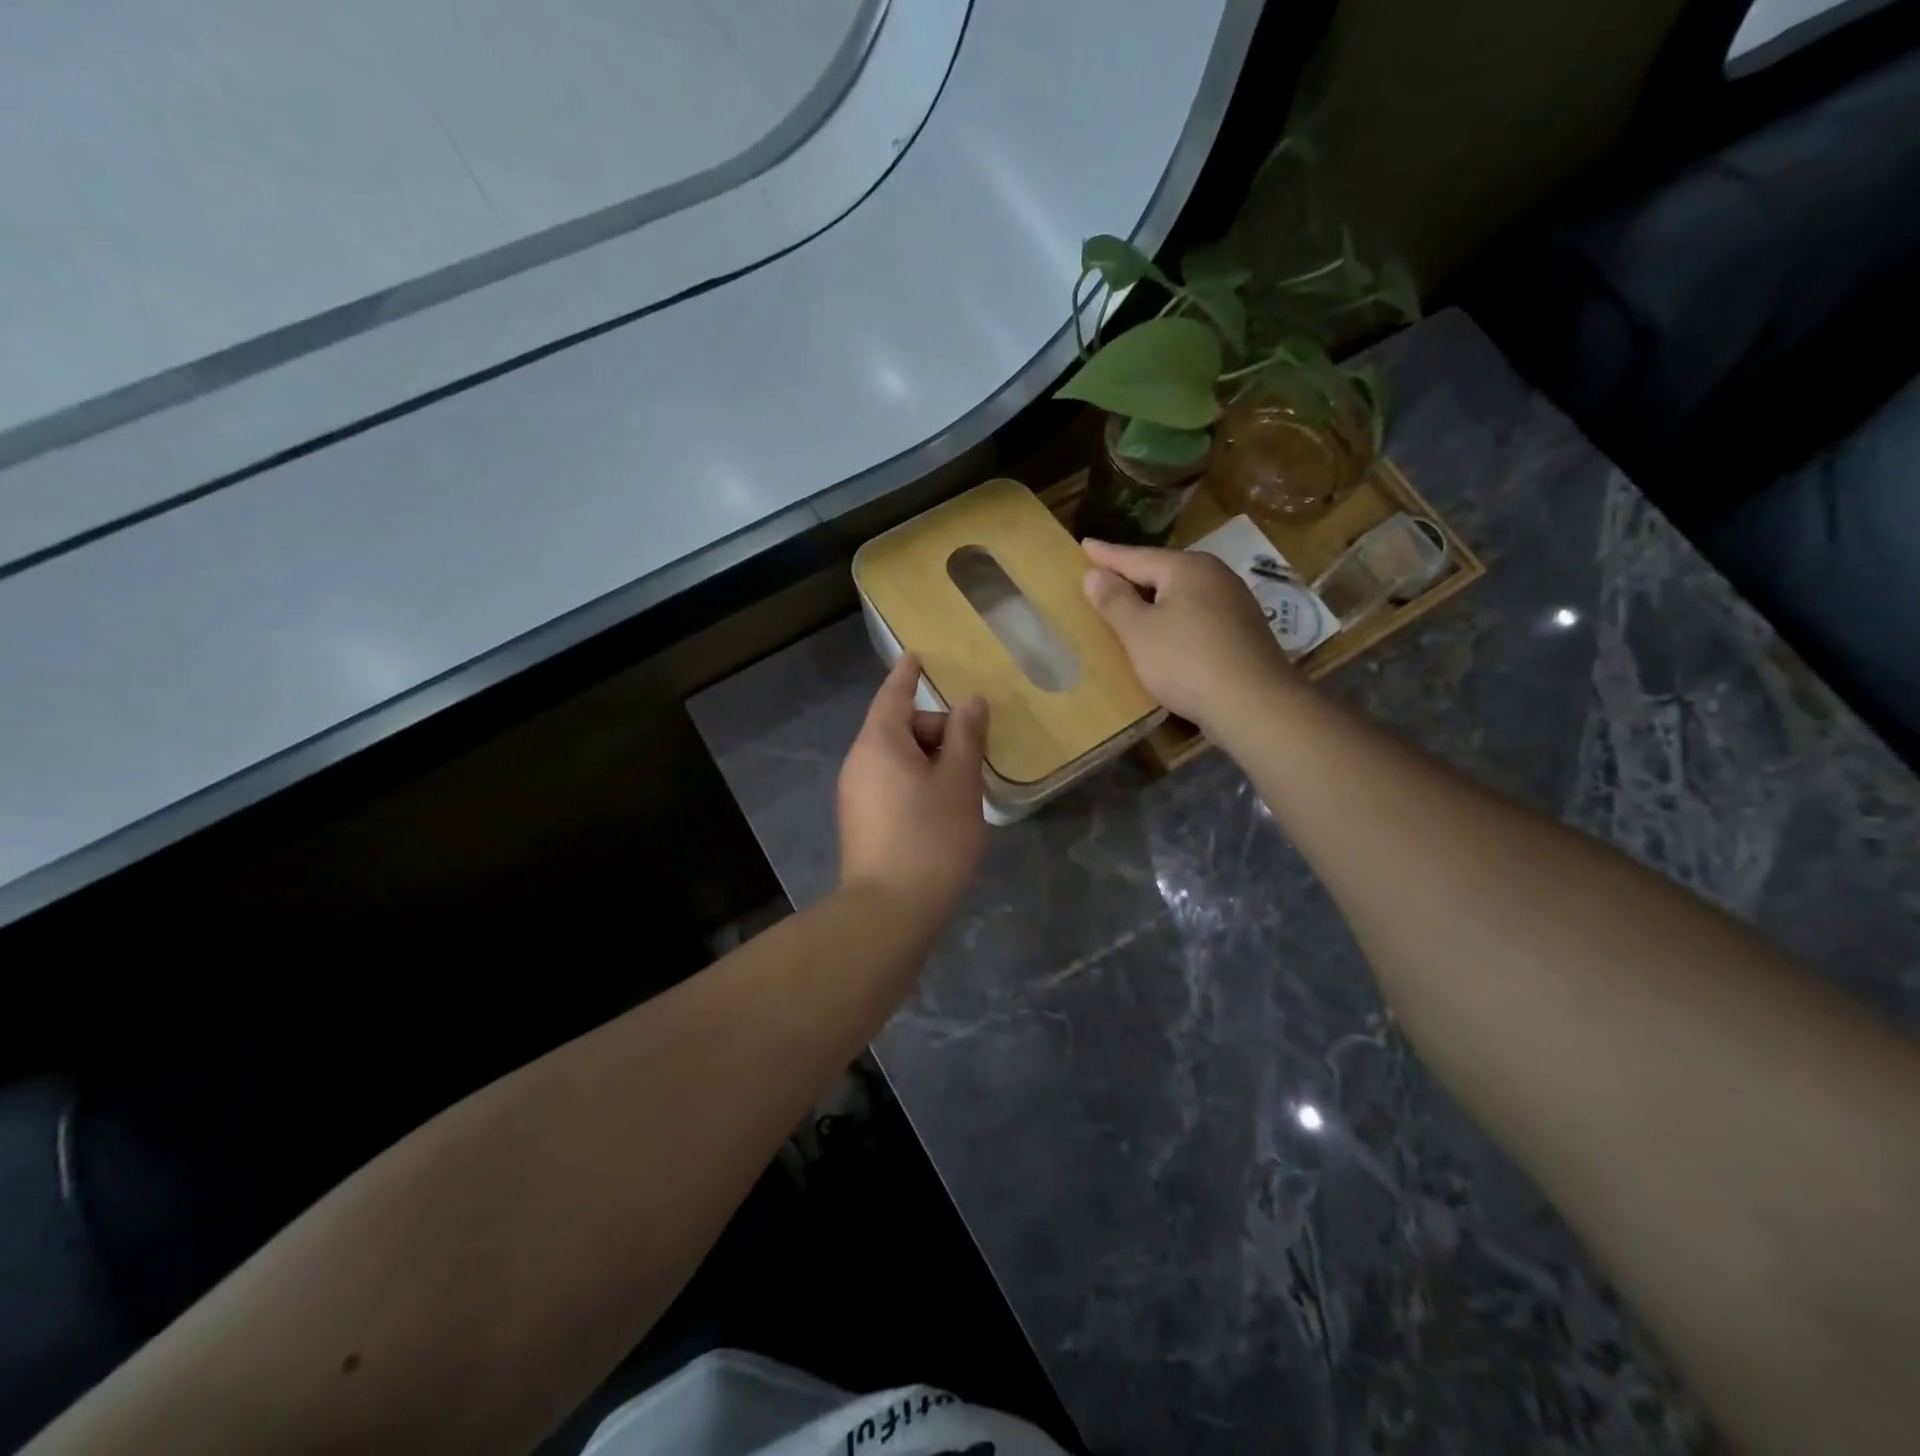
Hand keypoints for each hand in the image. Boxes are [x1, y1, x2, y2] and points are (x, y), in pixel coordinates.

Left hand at [837, 654, 989, 929]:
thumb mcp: (958, 782)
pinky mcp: (861, 822)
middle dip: (936, 730)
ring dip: (930, 760)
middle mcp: (859, 762)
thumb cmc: (930, 838)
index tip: (917, 657)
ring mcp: (855, 794)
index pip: (894, 695)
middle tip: (974, 752)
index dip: (908, 675)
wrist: (888, 911)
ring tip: (964, 784)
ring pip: (897, 760)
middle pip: (899, 728)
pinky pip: (891, 784)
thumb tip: (970, 702)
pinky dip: (917, 782)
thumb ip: (965, 737)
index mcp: (879, 742)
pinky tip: (943, 809)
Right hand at [1082, 539, 1297, 730]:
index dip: (1106, 555)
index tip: (1084, 545)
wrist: (1254, 704)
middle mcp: (1214, 575)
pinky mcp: (1242, 630)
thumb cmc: (1186, 661)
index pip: (1135, 556)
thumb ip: (1114, 601)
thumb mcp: (1139, 632)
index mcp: (1187, 568)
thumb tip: (1094, 574)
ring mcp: (1233, 602)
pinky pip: (1196, 614)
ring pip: (1182, 594)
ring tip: (1129, 604)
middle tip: (1102, 575)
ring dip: (1154, 599)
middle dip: (1132, 575)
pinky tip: (1164, 633)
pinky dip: (1174, 618)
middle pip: (1162, 571)